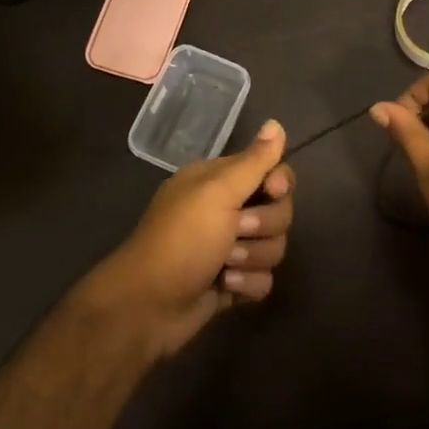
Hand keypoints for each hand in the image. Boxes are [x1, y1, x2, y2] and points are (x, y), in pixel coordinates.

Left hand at [86, 119, 295, 357]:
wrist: (149, 305)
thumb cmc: (181, 240)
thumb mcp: (217, 192)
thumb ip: (253, 161)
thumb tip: (276, 123)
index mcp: (219, 182)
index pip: (271, 171)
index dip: (279, 183)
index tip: (271, 191)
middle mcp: (226, 210)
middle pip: (279, 212)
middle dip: (263, 227)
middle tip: (235, 233)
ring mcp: (230, 248)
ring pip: (274, 247)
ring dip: (253, 258)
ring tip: (224, 267)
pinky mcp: (232, 282)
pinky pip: (263, 279)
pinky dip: (246, 285)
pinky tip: (224, 288)